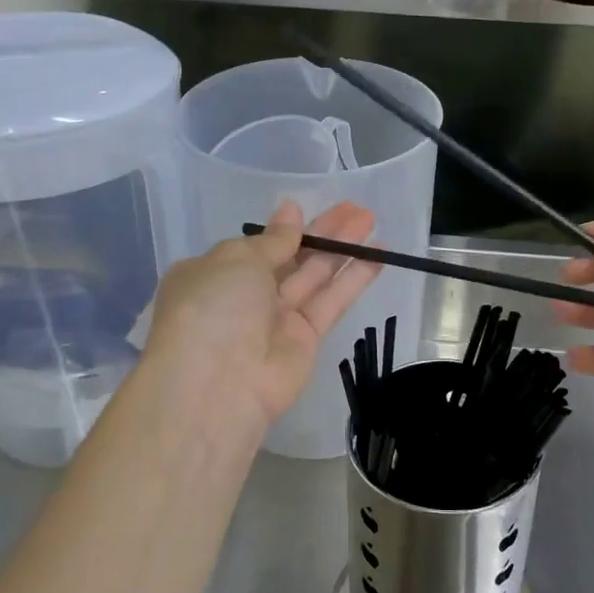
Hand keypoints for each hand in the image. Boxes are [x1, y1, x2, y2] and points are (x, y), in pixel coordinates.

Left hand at [143, 200, 379, 436]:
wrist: (218, 384)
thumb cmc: (214, 307)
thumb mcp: (238, 259)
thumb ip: (273, 239)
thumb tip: (290, 210)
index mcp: (214, 274)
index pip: (254, 247)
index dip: (283, 228)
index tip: (307, 208)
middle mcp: (244, 296)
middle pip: (291, 257)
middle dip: (322, 232)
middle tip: (356, 208)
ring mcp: (276, 319)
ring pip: (315, 275)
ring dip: (342, 247)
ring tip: (371, 219)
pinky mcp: (306, 339)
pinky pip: (332, 301)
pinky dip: (355, 278)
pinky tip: (379, 254)